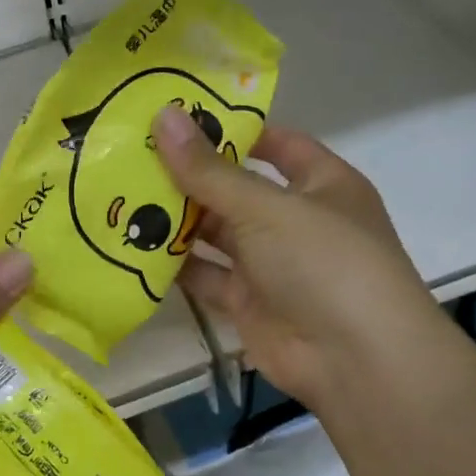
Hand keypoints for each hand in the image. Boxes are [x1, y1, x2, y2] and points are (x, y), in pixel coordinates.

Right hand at [152, 107, 455, 416]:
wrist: (354, 360)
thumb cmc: (323, 261)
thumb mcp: (266, 207)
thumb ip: (209, 170)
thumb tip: (163, 115)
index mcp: (321, 184)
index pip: (277, 144)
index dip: (233, 130)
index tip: (179, 117)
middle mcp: (296, 220)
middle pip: (237, 189)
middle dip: (190, 176)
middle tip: (132, 153)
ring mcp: (271, 265)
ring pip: (216, 235)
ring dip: (176, 220)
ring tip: (121, 194)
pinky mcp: (248, 303)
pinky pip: (205, 276)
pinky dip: (175, 266)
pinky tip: (132, 247)